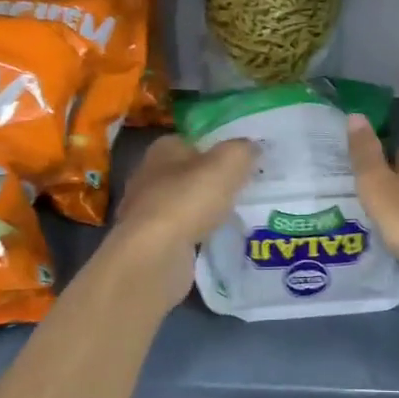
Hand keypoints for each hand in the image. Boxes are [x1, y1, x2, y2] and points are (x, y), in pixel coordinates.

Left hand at [111, 135, 256, 289]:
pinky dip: (197, 235)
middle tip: (243, 188)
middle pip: (188, 173)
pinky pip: (181, 232)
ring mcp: (145, 211)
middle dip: (211, 180)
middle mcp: (149, 175)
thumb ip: (243, 150)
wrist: (154, 256)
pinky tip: (216, 240)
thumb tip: (253, 146)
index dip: (216, 147)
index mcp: (162, 149)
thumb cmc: (188, 200)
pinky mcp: (149, 242)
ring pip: (184, 204)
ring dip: (204, 210)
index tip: (241, 160)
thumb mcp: (228, 163)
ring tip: (235, 215)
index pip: (192, 141)